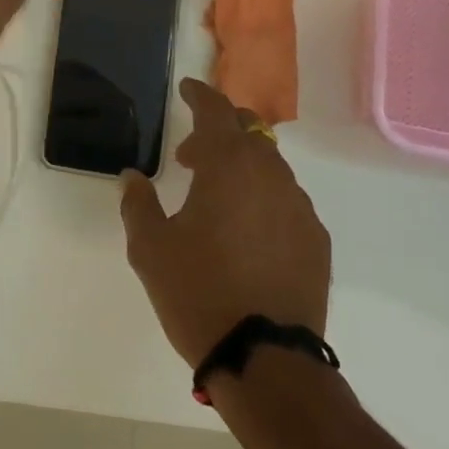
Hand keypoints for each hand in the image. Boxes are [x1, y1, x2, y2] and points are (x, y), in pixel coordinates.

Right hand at [120, 79, 330, 367]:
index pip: (216, 111)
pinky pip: (286, 200)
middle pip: (249, 131)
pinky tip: (246, 230)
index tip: (186, 89)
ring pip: (270, 165)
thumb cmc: (198, 292)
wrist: (266, 359)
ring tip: (215, 197)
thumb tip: (132, 177)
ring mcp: (299, 207)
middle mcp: (271, 175)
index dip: (199, 95)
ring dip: (242, 166)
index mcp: (229, 166)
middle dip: (220, 129)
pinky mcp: (316, 239)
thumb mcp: (150, 248)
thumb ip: (138, 203)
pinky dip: (263, 197)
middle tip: (191, 154)